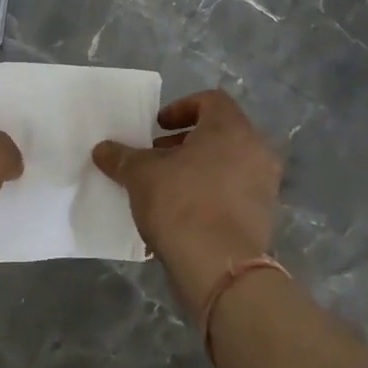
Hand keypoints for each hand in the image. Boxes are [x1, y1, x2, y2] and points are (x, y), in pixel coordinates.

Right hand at [92, 90, 281, 309]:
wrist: (218, 267)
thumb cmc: (180, 203)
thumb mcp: (140, 175)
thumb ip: (121, 157)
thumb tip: (102, 149)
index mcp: (231, 129)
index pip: (210, 100)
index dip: (180, 108)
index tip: (157, 127)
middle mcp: (256, 151)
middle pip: (219, 133)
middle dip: (185, 143)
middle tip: (156, 158)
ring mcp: (265, 186)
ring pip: (228, 164)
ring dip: (197, 169)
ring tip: (165, 187)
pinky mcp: (263, 218)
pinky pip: (233, 193)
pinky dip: (210, 194)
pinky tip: (182, 214)